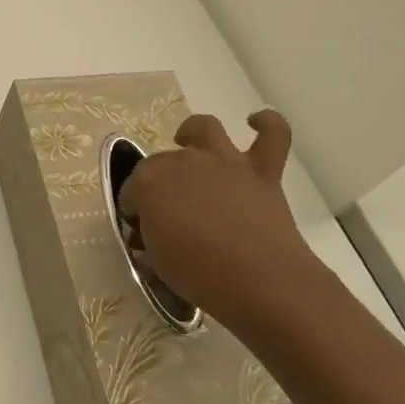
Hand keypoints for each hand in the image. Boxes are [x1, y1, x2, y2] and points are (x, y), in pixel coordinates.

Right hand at [117, 110, 331, 324]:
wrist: (261, 282)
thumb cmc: (198, 274)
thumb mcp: (155, 261)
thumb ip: (149, 238)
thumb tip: (151, 234)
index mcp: (149, 183)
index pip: (131, 189)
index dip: (134, 208)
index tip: (140, 229)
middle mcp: (183, 162)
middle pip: (162, 163)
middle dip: (158, 183)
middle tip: (167, 213)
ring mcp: (224, 162)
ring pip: (205, 129)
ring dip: (193, 132)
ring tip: (189, 142)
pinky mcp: (262, 172)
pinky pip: (273, 135)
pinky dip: (267, 123)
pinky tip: (256, 121)